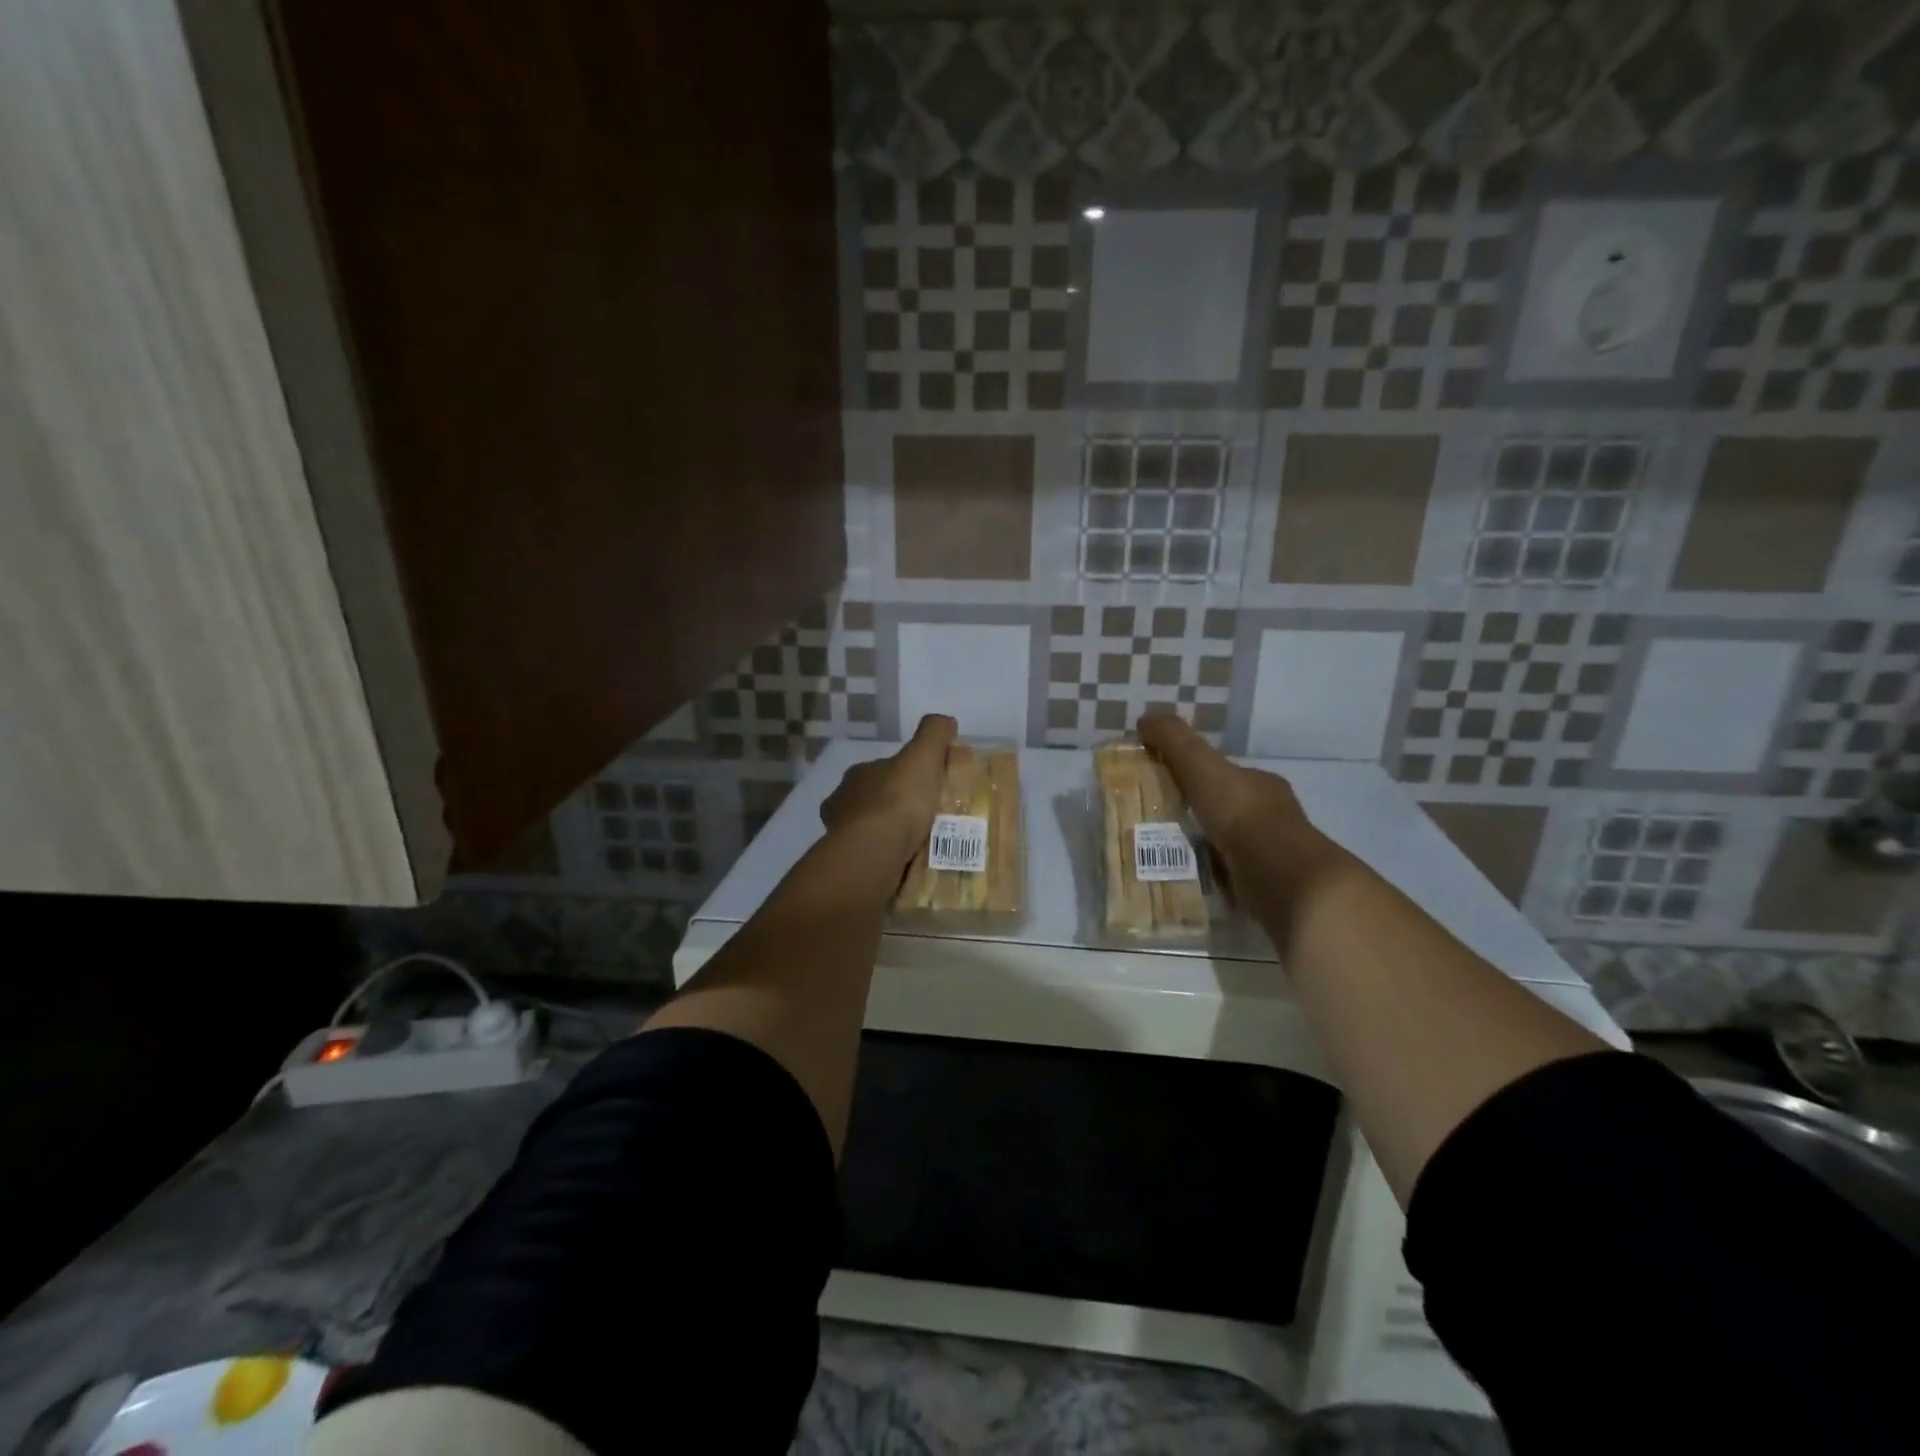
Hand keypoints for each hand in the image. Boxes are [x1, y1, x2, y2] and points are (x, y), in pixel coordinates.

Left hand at [821, 714, 956, 863]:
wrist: (875, 850)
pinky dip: (885, 858)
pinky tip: (906, 864)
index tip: (923, 786)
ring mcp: (840, 835)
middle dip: (893, 807)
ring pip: (869, 831)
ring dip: (888, 835)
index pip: (880, 770)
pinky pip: (870, 857)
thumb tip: (945, 720)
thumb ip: (933, 734)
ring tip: (919, 844)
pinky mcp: (846, 864)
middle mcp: (842, 802)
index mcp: (858, 774)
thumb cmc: (898, 800)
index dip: (901, 775)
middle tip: (924, 818)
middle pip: (873, 800)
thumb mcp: (922, 756)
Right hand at [1136, 714, 1326, 882]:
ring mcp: (1272, 852)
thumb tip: (1146, 718)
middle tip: (1157, 822)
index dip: (1195, 774)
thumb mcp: (1200, 765)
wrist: (1280, 875)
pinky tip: (1187, 878)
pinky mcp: (1267, 885)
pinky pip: (1231, 874)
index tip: (1165, 783)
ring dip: (1202, 846)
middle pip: (1226, 808)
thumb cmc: (1241, 813)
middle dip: (1197, 813)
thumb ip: (1174, 740)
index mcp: (1260, 783)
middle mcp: (1271, 815)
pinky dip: (1211, 874)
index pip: (1225, 773)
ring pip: (1229, 843)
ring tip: (1165, 852)